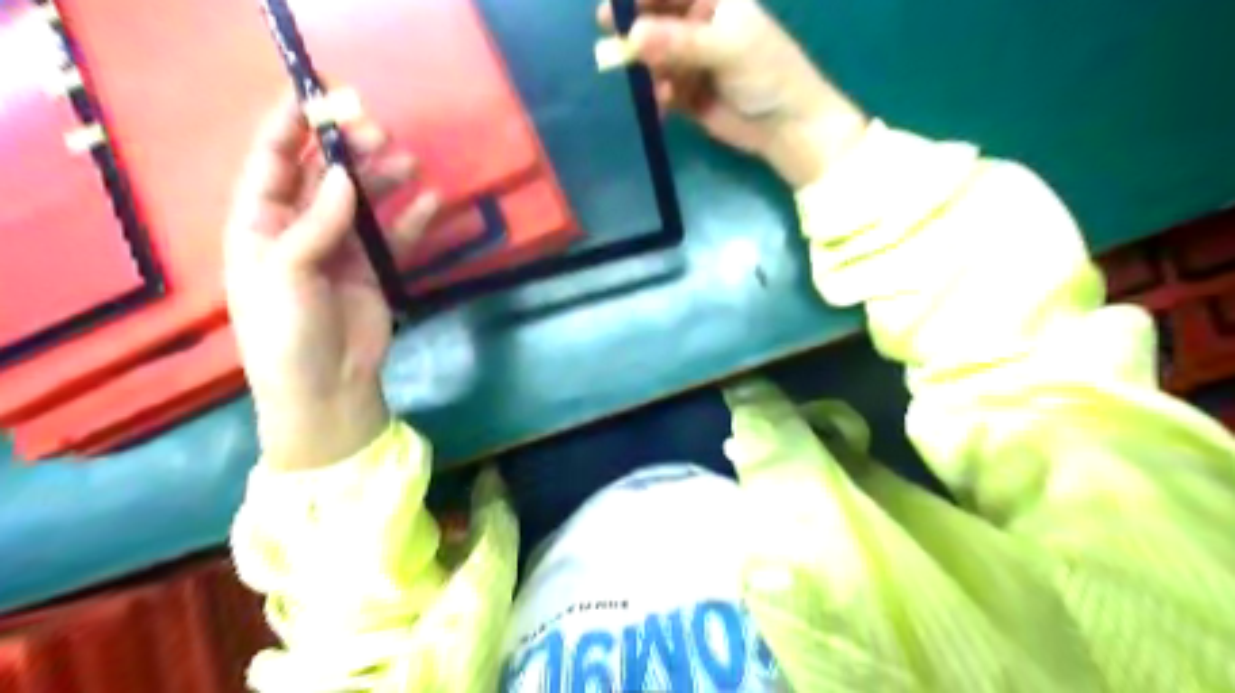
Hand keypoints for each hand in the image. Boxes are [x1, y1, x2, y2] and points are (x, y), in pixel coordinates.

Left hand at [225, 95, 438, 471]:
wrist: (326, 387)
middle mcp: (300, 229)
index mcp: (261, 225)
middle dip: (346, 149)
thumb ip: (316, 224)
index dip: (287, 126)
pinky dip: (412, 218)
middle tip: (377, 131)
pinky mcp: (374, 269)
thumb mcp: (287, 274)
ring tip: (408, 161)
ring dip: (383, 179)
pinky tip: (431, 202)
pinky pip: (395, 235)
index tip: (315, 94)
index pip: (271, 162)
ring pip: (362, 201)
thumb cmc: (287, 332)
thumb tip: (343, 176)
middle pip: (322, 175)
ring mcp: (341, 249)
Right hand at [598, 1, 865, 185]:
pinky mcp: (686, 94)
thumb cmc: (768, 75)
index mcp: (715, 0)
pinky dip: (657, 96)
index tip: (614, 5)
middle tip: (609, 36)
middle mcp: (699, 25)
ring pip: (653, 56)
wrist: (787, 128)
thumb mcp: (728, 49)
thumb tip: (632, 35)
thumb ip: (680, 42)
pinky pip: (660, 89)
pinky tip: (664, 106)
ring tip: (652, 86)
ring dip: (647, 69)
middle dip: (634, 28)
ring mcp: (691, 61)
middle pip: (655, 18)